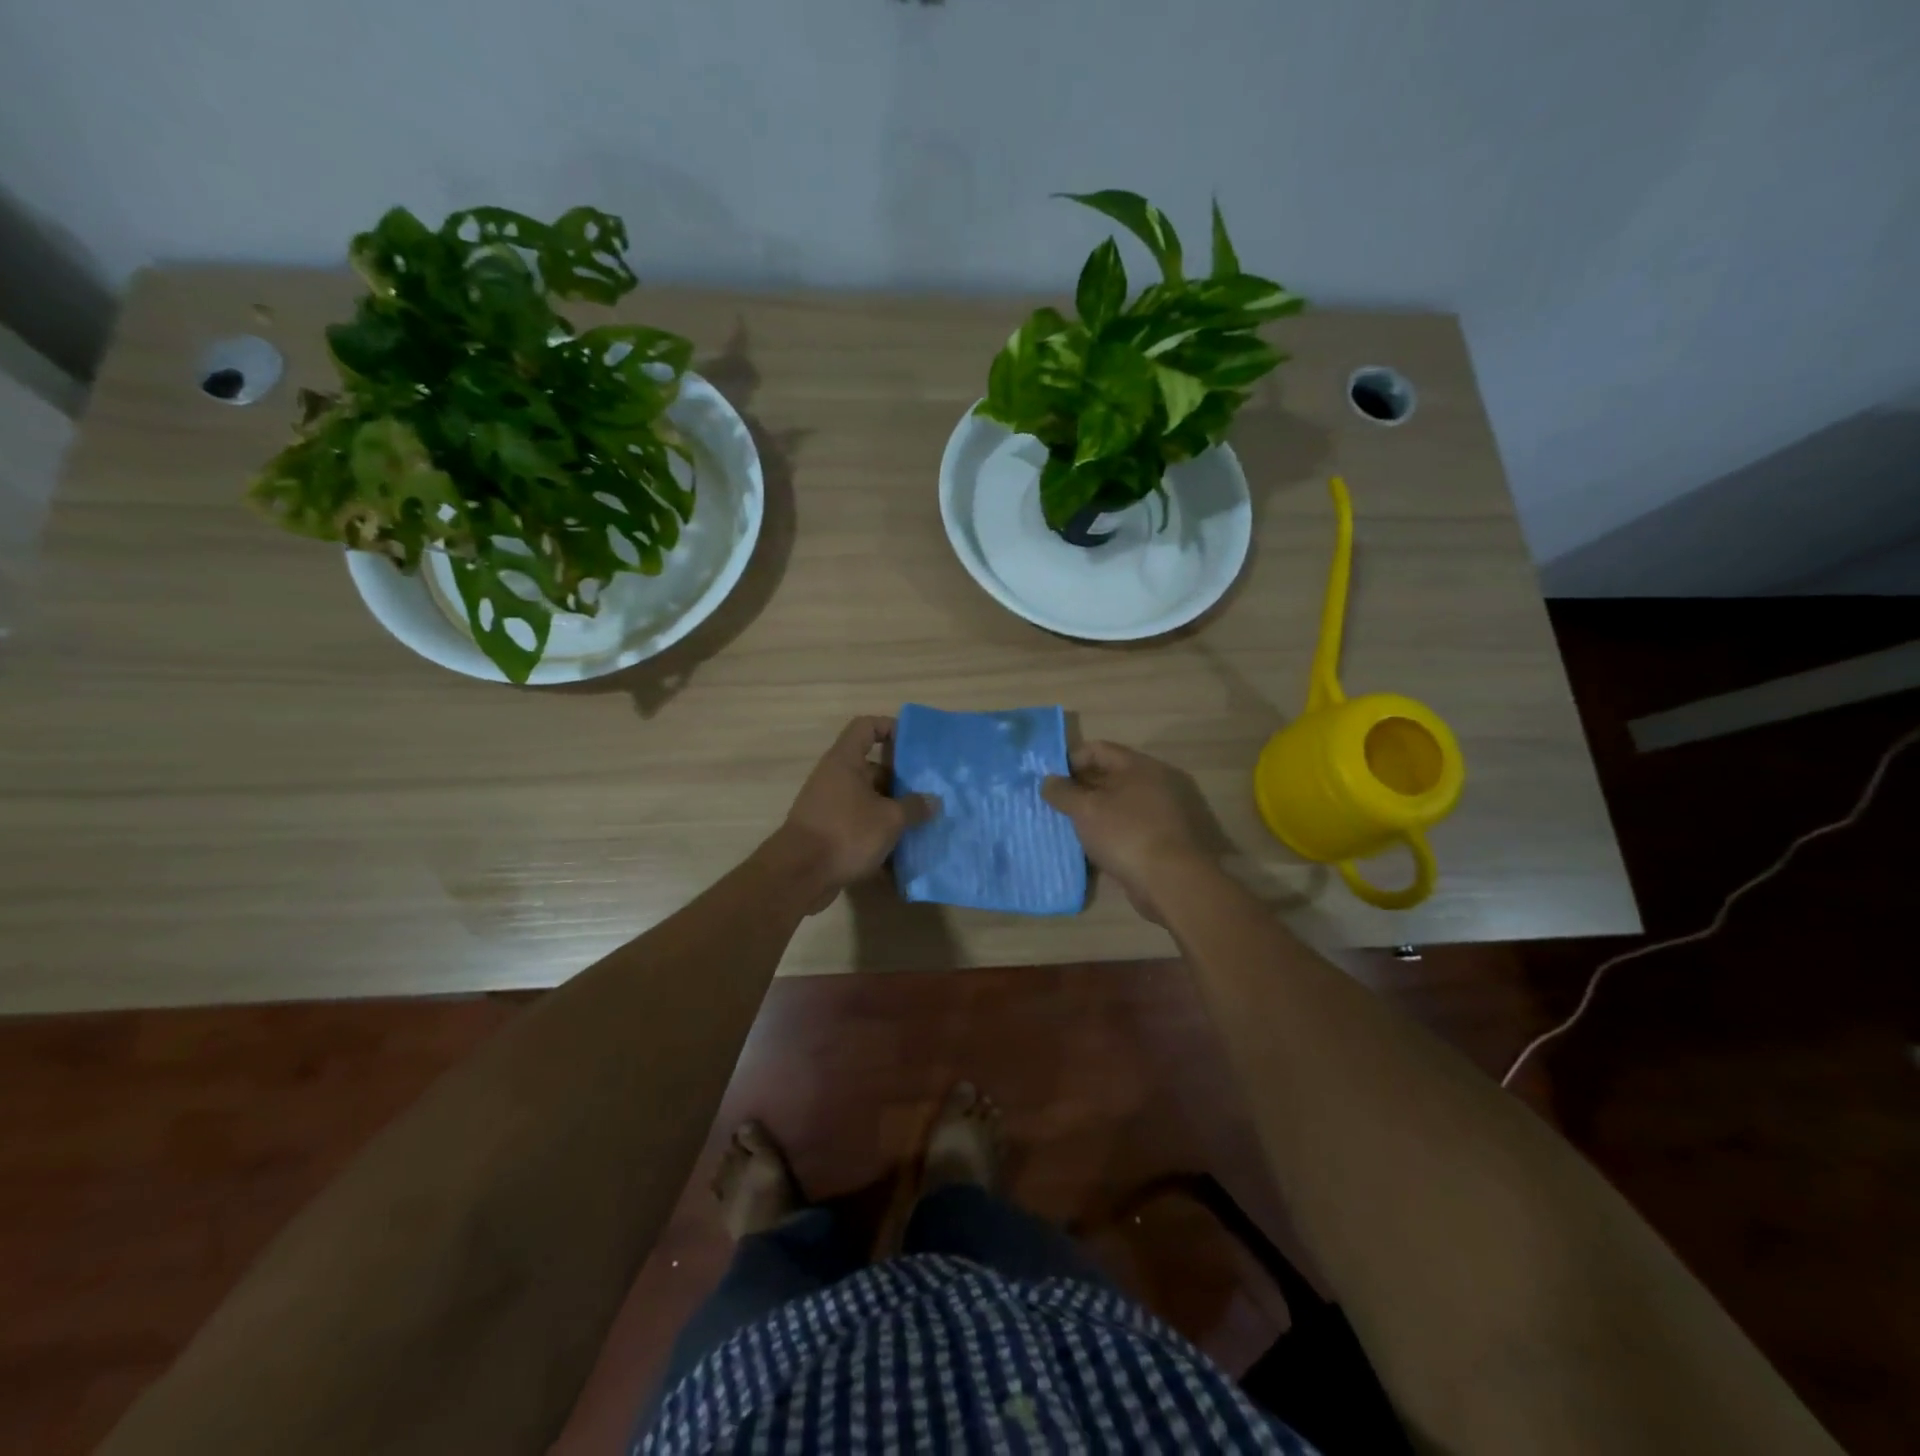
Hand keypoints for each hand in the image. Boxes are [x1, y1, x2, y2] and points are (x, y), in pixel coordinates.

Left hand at [774, 716, 936, 912]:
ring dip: (892, 812)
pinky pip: (859, 826)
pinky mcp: (828, 833)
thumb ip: (914, 807)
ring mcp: (829, 806)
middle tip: (928, 795)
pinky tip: (901, 855)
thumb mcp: (889, 819)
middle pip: (872, 768)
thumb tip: (932, 801)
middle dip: (901, 782)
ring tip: (921, 825)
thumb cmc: (846, 833)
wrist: (799, 875)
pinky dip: (877, 836)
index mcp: (845, 761)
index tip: (914, 746)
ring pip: (868, 800)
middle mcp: (834, 778)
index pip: (866, 726)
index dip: (890, 728)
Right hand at [1041, 741, 1211, 924]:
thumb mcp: (1086, 810)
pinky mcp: (1171, 841)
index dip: (1071, 760)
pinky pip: (1134, 828)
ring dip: (1098, 813)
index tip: (1050, 780)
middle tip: (1057, 804)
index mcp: (1142, 766)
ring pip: (1123, 805)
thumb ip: (1063, 792)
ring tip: (1072, 828)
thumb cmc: (1127, 835)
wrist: (1176, 883)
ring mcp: (1169, 813)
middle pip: (1113, 776)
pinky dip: (1114, 833)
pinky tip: (1096, 849)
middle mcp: (1160, 783)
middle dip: (1083, 788)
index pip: (1099, 750)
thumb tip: (1048, 781)